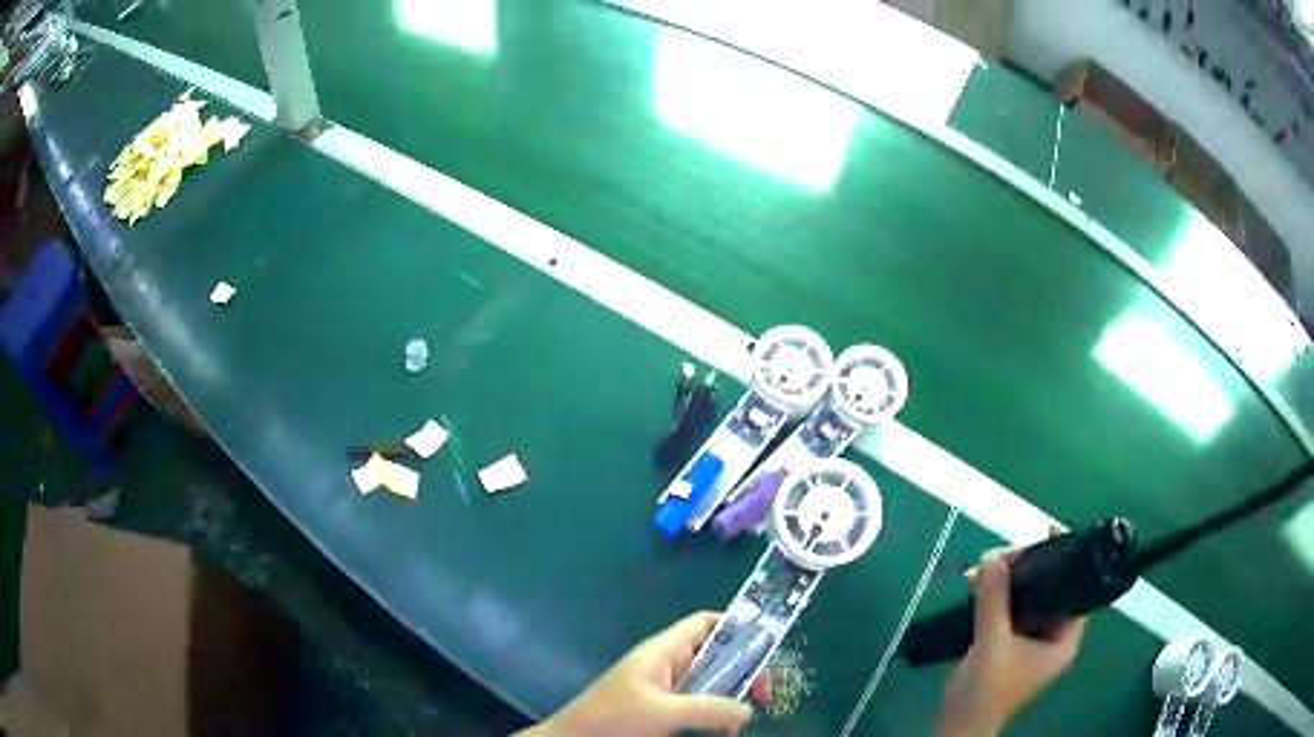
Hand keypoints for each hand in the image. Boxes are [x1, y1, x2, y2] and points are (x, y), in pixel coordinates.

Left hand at [525, 612, 770, 736]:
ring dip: (729, 700)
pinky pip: (698, 705)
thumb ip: (708, 708)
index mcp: (664, 650)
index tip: (765, 652)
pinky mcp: (661, 710)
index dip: (738, 629)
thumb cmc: (613, 717)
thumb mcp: (663, 711)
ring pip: (710, 684)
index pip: (707, 624)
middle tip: (762, 697)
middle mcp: (667, 664)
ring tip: (740, 722)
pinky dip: (714, 716)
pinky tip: (721, 733)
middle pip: (716, 656)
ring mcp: (665, 688)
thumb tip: (748, 708)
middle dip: (742, 673)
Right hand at [938, 531, 1087, 736]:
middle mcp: (1052, 635)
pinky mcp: (1009, 643)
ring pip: (1027, 596)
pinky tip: (977, 585)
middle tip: (1003, 555)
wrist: (958, 724)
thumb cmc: (986, 691)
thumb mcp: (992, 643)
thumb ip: (994, 601)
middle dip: (1027, 568)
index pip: (1076, 588)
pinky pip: (1009, 608)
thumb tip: (992, 557)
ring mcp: (1030, 640)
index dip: (1066, 559)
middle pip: (1050, 588)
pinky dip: (996, 595)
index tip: (1049, 533)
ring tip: (983, 569)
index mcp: (1064, 639)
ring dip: (1006, 580)